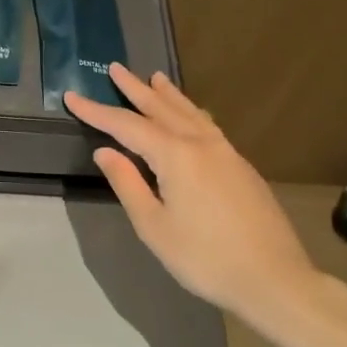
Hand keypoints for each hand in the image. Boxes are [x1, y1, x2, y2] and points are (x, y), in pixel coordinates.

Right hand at [65, 65, 341, 329]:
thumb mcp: (154, 226)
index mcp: (175, 155)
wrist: (274, 279)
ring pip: (189, 113)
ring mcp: (226, 152)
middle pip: (161, 108)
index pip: (126, 126)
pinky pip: (207, 125)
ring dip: (168, 94)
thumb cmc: (205, 258)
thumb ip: (127, 184)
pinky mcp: (241, 166)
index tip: (72, 96)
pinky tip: (191, 115)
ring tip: (155, 77)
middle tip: (115, 67)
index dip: (96, 111)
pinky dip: (190, 111)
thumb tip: (105, 151)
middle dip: (135, 89)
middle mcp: (201, 143)